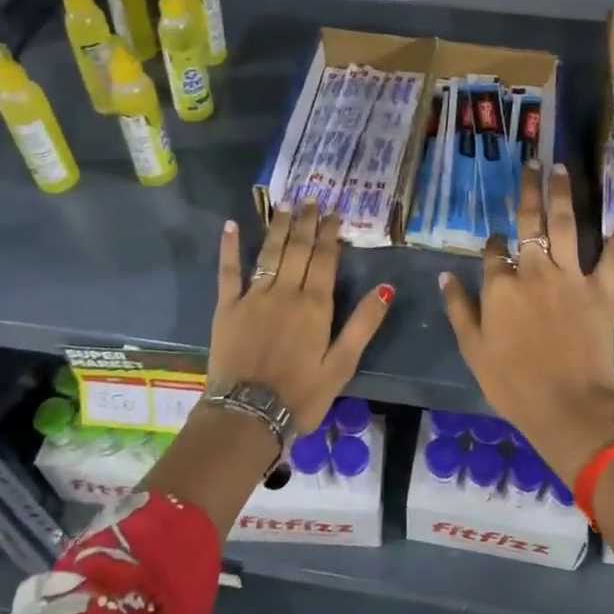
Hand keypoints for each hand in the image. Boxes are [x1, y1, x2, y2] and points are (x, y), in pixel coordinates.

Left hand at [211, 204, 393, 433]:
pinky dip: (230, 247)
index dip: (330, 234)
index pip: (325, 260)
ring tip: (285, 204)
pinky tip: (232, 225)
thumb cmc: (301, 395)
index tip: (334, 212)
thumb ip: (363, 324)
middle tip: (311, 198)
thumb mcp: (342, 365)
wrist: (248, 415)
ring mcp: (254, 297)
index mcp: (315, 306)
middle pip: (298, 249)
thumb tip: (385, 287)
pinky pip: (229, 271)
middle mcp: (285, 293)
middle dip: (306, 222)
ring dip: (278, 226)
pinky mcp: (228, 308)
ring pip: (269, 253)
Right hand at [440, 163, 613, 483]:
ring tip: (561, 167)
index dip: (494, 243)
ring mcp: (570, 277)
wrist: (568, 408)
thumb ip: (459, 309)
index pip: (494, 252)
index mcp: (500, 286)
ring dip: (562, 193)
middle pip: (530, 223)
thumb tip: (445, 275)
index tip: (496, 240)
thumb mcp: (472, 350)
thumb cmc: (513, 384)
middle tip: (532, 162)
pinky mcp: (603, 290)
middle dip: (528, 190)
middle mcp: (534, 271)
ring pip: (566, 224)